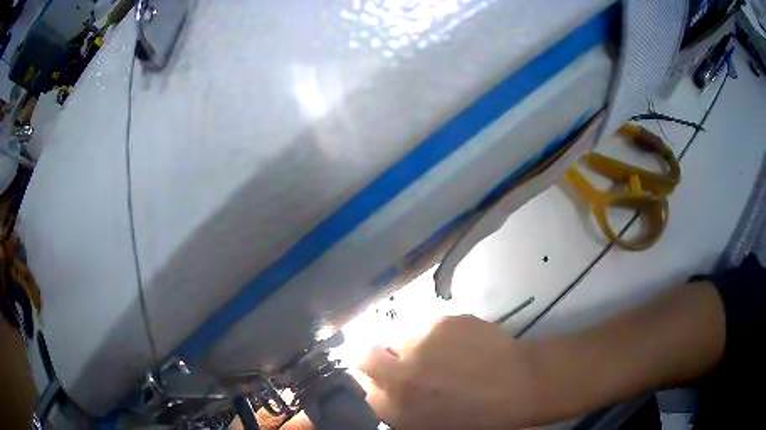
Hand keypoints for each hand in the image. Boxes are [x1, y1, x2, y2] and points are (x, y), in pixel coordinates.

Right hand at [357, 315, 542, 428]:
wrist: (518, 385)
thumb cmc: (475, 416)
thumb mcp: (427, 425)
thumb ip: (396, 408)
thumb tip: (379, 388)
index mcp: (395, 407)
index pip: (362, 387)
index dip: (373, 381)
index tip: (385, 379)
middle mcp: (398, 374)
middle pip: (362, 353)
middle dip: (371, 356)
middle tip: (398, 360)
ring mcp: (420, 344)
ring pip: (398, 335)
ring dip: (411, 343)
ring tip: (440, 352)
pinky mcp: (441, 321)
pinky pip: (425, 324)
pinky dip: (435, 332)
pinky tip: (458, 342)